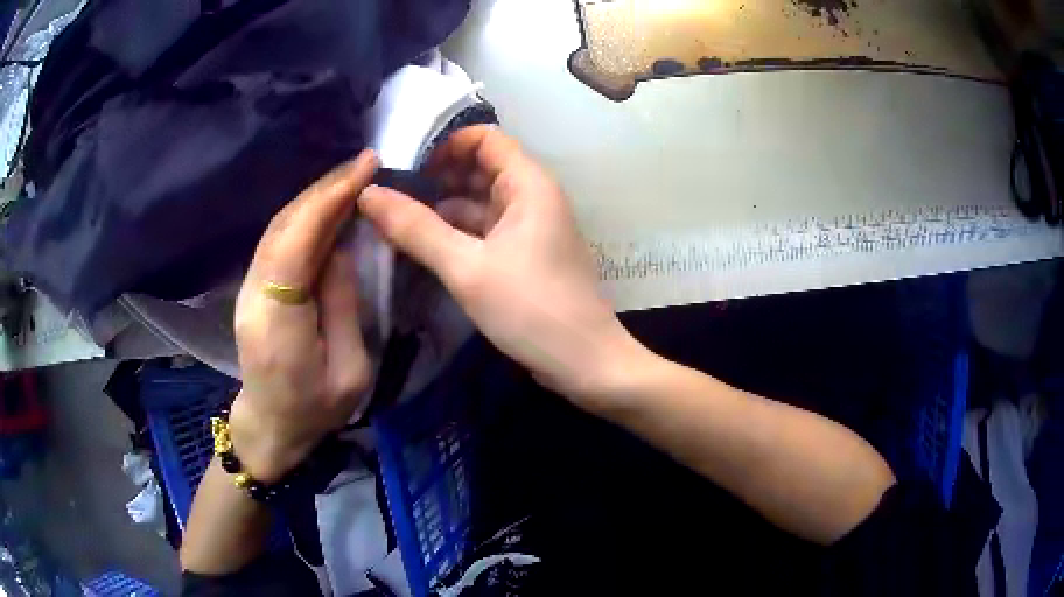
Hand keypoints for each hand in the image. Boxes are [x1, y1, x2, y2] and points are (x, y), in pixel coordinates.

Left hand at [230, 150, 378, 482]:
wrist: (271, 425)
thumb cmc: (315, 410)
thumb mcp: (351, 371)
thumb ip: (343, 306)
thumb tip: (342, 248)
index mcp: (279, 321)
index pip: (297, 244)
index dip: (328, 200)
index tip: (365, 168)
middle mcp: (255, 295)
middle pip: (284, 226)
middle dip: (324, 189)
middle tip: (364, 163)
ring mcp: (249, 288)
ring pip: (278, 228)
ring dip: (314, 197)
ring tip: (351, 177)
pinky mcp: (253, 287)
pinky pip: (278, 241)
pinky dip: (304, 215)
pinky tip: (327, 205)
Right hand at [358, 127, 638, 404]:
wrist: (584, 363)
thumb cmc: (531, 308)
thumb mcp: (466, 267)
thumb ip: (416, 228)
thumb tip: (368, 193)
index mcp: (528, 184)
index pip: (485, 138)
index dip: (445, 144)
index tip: (404, 164)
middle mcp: (532, 197)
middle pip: (480, 168)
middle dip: (436, 177)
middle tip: (388, 194)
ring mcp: (530, 227)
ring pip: (480, 202)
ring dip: (442, 207)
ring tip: (394, 219)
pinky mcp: (524, 255)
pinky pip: (485, 230)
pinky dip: (457, 233)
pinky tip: (423, 245)